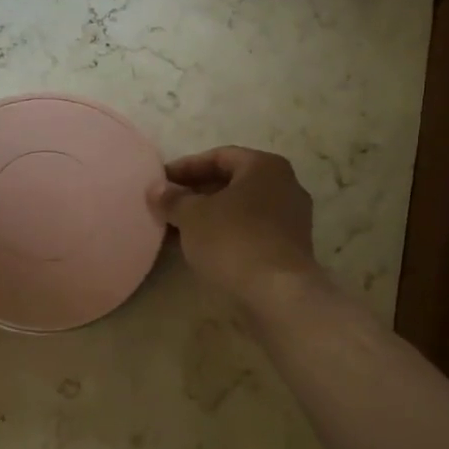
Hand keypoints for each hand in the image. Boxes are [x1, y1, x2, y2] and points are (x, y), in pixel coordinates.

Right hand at [150, 146, 320, 306]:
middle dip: (198, 192)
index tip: (161, 180)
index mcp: (265, 166)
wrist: (277, 292)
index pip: (220, 156)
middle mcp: (285, 185)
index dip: (186, 167)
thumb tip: (157, 189)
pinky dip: (226, 233)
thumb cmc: (233, 240)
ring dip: (210, 215)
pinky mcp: (290, 247)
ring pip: (242, 208)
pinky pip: (251, 230)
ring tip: (179, 227)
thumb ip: (173, 199)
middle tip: (168, 204)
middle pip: (233, 182)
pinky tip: (202, 247)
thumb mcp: (192, 216)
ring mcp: (292, 218)